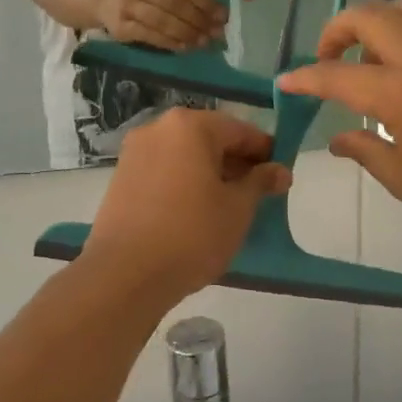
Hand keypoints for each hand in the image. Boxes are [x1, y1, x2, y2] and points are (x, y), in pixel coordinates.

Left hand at [81, 109, 291, 299]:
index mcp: (190, 126)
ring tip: (229, 206)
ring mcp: (134, 153)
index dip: (265, 152)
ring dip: (210, 174)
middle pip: (209, 139)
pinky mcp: (121, 179)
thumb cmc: (192, 234)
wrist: (125, 274)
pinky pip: (164, 171)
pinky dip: (185, 183)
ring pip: (185, 156)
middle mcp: (157, 129)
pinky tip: (197, 212)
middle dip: (236, 163)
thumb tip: (280, 170)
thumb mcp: (238, 208)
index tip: (281, 176)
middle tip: (258, 194)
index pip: (240, 130)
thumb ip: (260, 182)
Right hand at [94, 0, 226, 49]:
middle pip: (174, 3)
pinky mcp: (121, 27)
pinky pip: (150, 36)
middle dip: (199, 20)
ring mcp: (127, 5)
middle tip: (215, 34)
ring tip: (203, 42)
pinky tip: (185, 47)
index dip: (206, 2)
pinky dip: (170, 42)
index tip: (223, 17)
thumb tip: (219, 17)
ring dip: (187, 33)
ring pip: (163, 21)